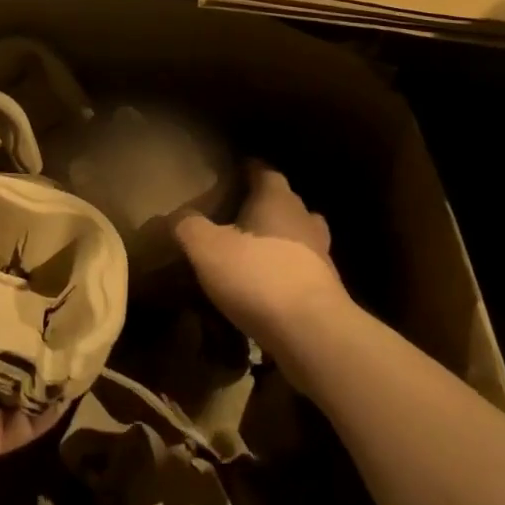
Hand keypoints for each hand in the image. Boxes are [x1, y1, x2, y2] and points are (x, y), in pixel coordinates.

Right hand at [175, 161, 349, 370]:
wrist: (314, 334)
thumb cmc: (258, 276)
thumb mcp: (207, 248)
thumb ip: (188, 227)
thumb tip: (176, 217)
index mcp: (276, 199)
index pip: (264, 171)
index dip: (249, 169)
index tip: (234, 171)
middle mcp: (303, 219)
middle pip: (286, 202)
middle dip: (266, 204)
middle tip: (240, 213)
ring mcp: (321, 255)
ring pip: (301, 236)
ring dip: (281, 239)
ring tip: (256, 250)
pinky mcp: (328, 291)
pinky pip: (304, 270)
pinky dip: (288, 272)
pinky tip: (269, 287)